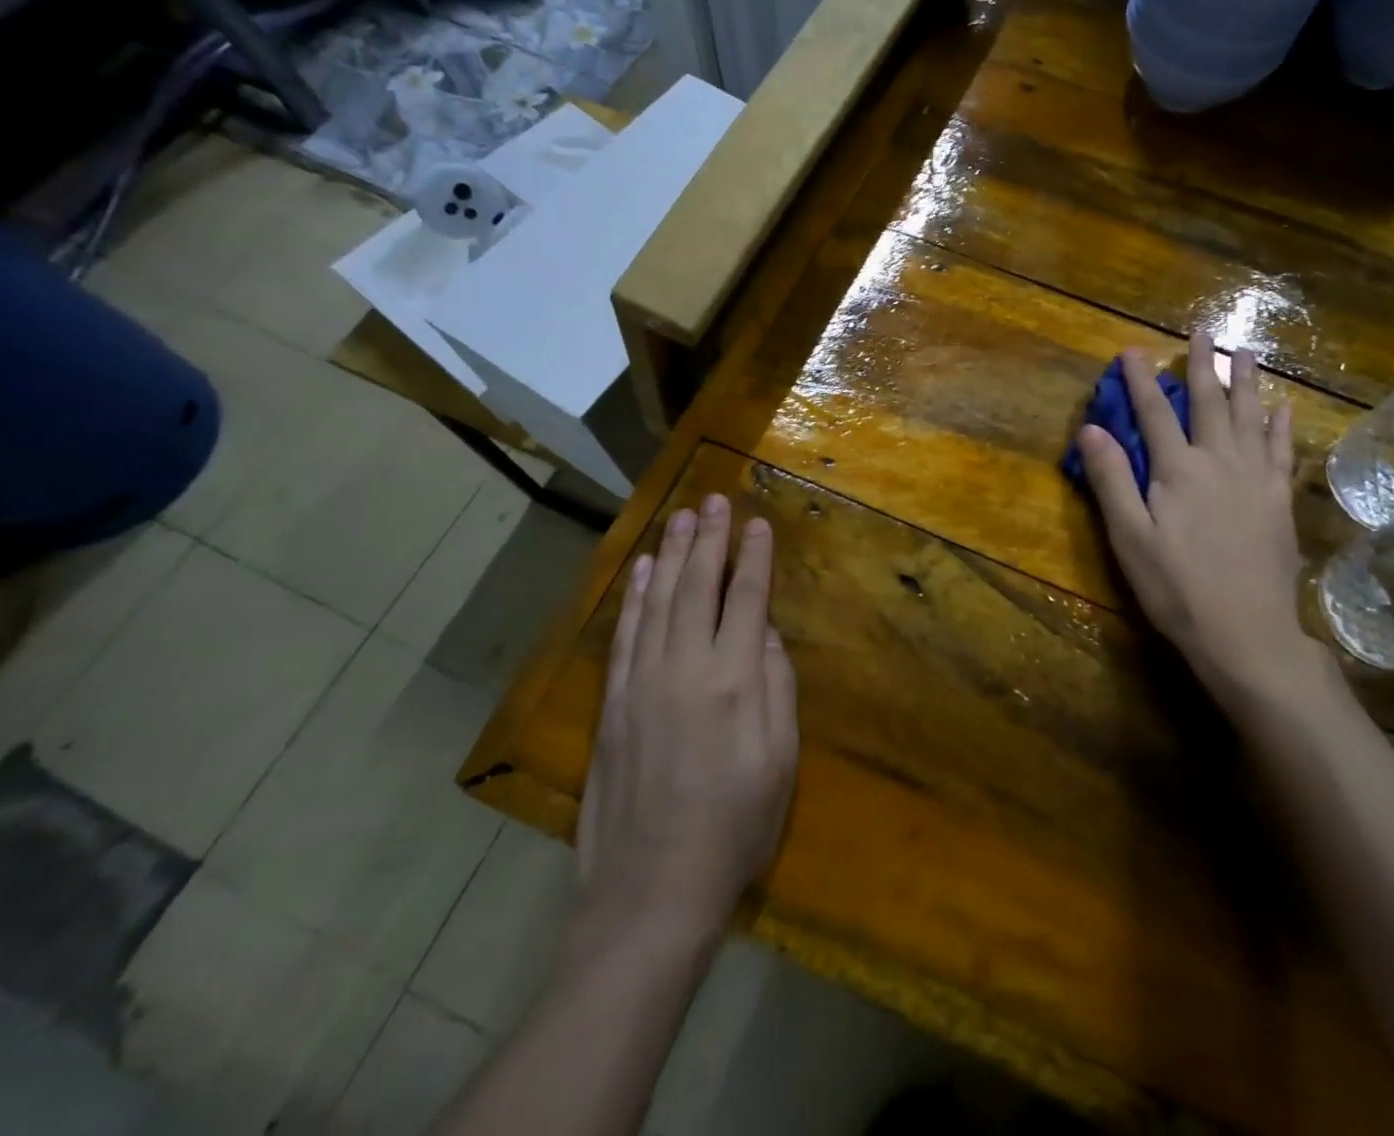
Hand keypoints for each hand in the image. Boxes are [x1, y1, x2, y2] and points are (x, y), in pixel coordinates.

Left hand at [576, 495, 798, 936]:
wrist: (650, 893)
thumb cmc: (734, 830)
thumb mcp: (780, 764)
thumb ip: (779, 691)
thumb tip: (770, 636)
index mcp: (735, 681)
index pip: (747, 600)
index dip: (755, 558)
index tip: (759, 523)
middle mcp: (686, 668)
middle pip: (699, 587)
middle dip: (710, 539)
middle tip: (714, 500)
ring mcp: (643, 683)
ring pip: (659, 601)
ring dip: (672, 554)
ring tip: (681, 517)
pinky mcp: (613, 703)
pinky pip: (626, 635)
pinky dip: (635, 596)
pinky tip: (643, 570)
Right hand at [1078, 332, 1332, 714]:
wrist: (1246, 633)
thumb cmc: (1175, 588)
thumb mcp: (1129, 537)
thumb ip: (1112, 479)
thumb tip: (1091, 428)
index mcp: (1177, 470)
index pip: (1153, 413)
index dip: (1141, 380)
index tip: (1131, 349)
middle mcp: (1219, 462)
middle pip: (1208, 403)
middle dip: (1201, 364)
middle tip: (1203, 328)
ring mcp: (1255, 479)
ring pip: (1249, 417)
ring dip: (1245, 381)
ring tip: (1245, 350)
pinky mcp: (1278, 500)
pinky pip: (1280, 450)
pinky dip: (1280, 425)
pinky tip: (1283, 407)